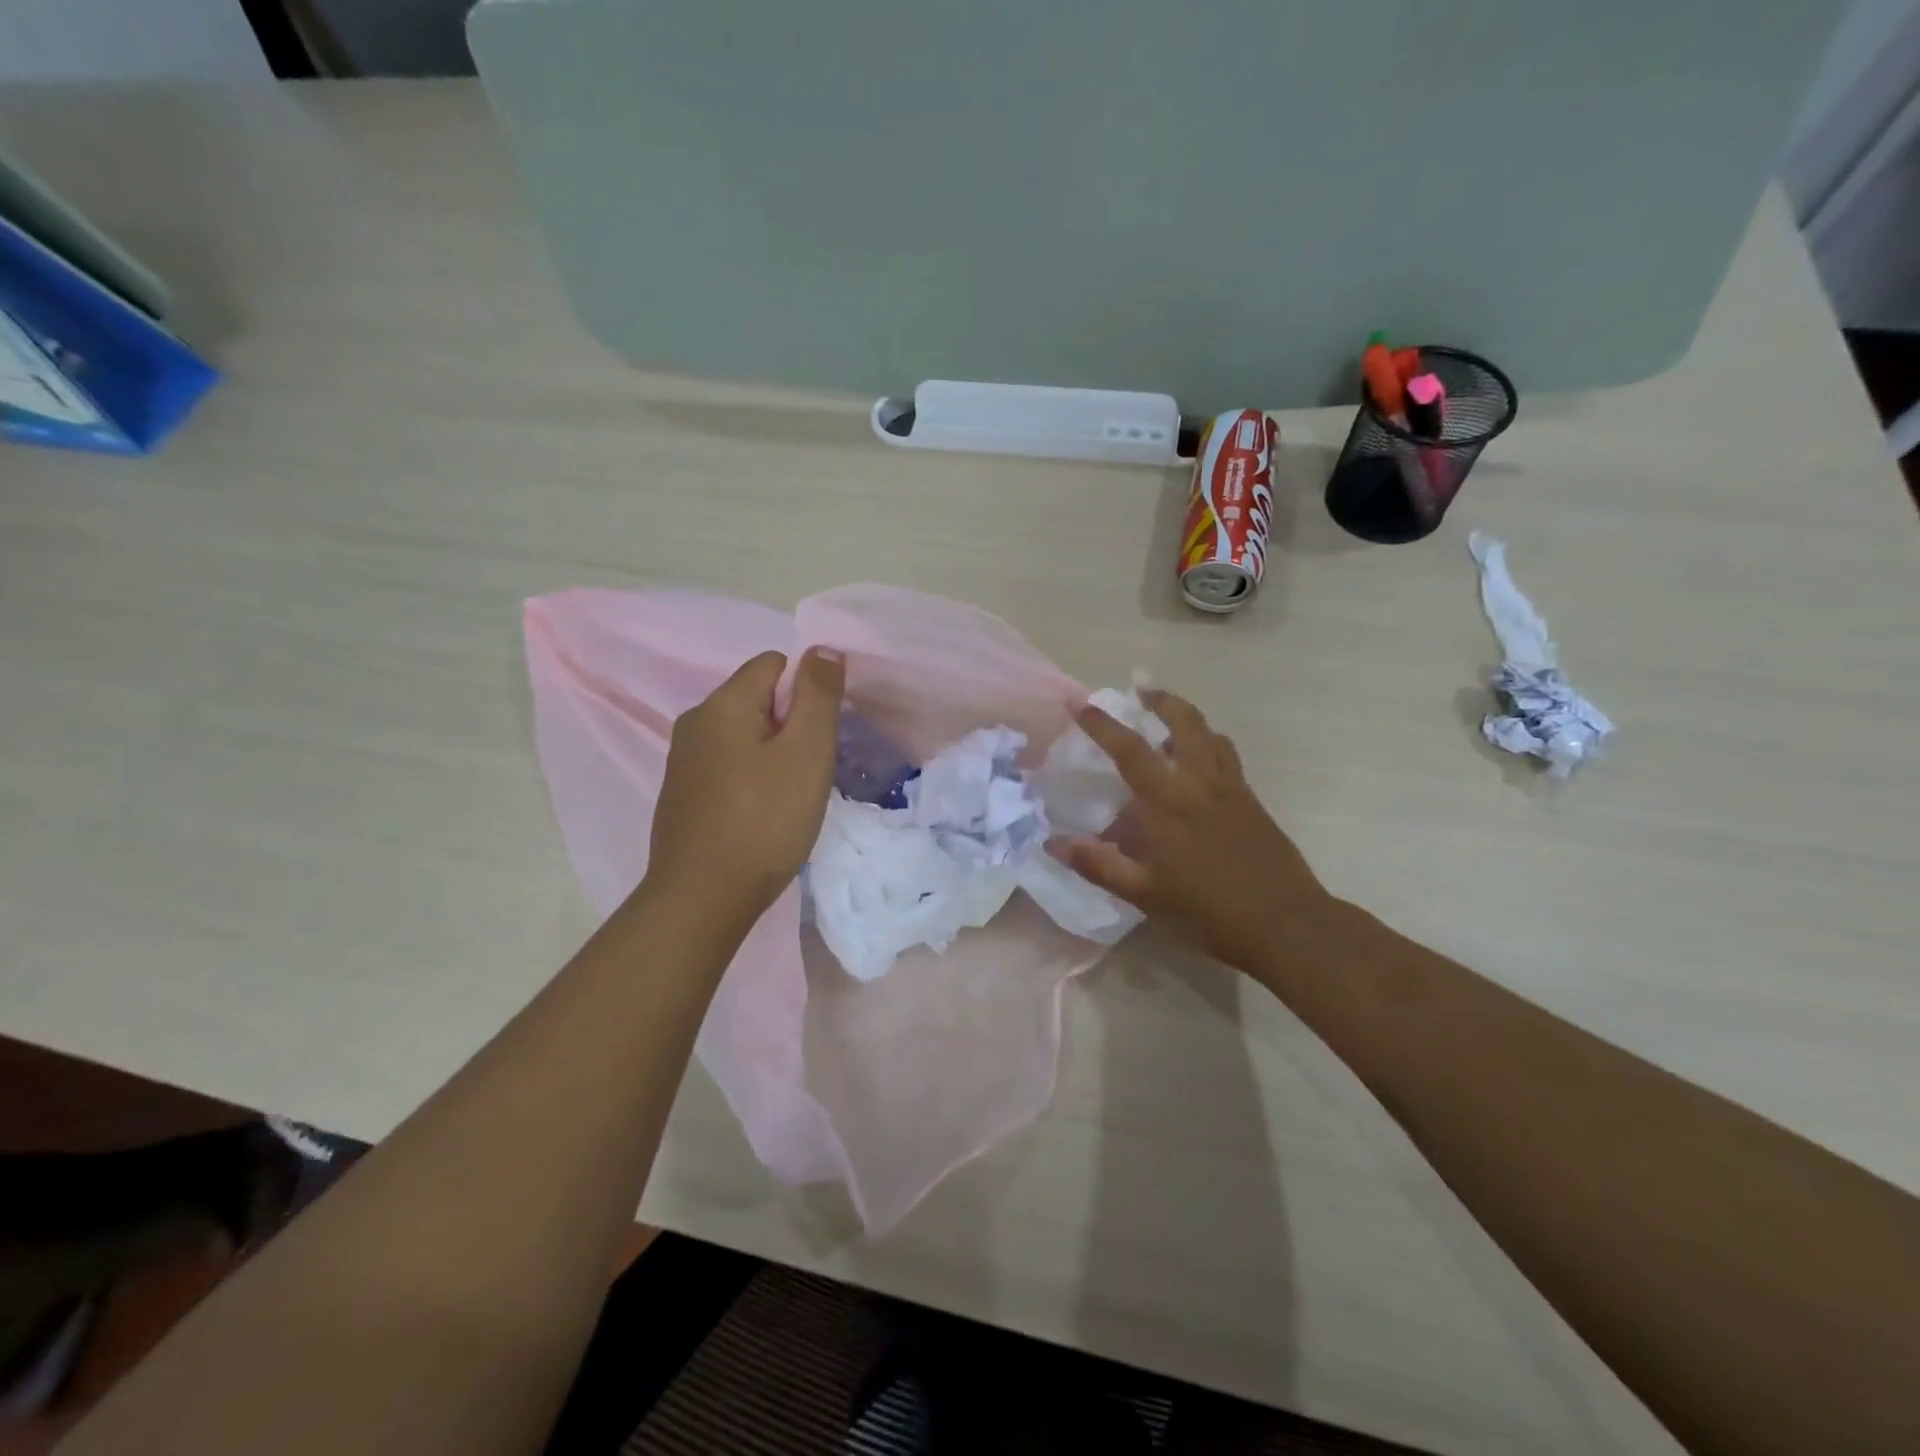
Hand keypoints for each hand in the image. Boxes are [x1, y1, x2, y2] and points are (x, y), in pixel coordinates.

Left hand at [647, 648, 845, 926]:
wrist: (702, 899)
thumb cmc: (764, 821)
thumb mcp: (806, 752)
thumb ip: (818, 694)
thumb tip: (822, 649)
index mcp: (721, 704)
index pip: (774, 664)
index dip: (807, 692)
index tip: (820, 737)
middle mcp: (694, 722)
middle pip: (758, 699)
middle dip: (792, 725)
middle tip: (809, 770)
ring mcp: (683, 760)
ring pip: (745, 735)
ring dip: (774, 754)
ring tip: (790, 796)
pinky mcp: (682, 794)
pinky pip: (729, 765)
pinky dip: (752, 778)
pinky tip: (762, 814)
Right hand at [1048, 690, 1336, 978]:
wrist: (1288, 925)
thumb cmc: (1210, 911)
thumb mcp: (1146, 895)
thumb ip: (1099, 865)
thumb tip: (1053, 843)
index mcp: (1169, 803)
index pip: (1130, 750)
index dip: (1102, 724)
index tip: (1080, 704)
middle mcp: (1201, 783)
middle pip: (1185, 722)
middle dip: (1161, 701)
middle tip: (1140, 694)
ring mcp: (1233, 790)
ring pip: (1211, 735)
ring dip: (1187, 719)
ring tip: (1167, 725)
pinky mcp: (1253, 802)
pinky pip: (1227, 758)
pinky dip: (1208, 745)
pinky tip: (1198, 769)